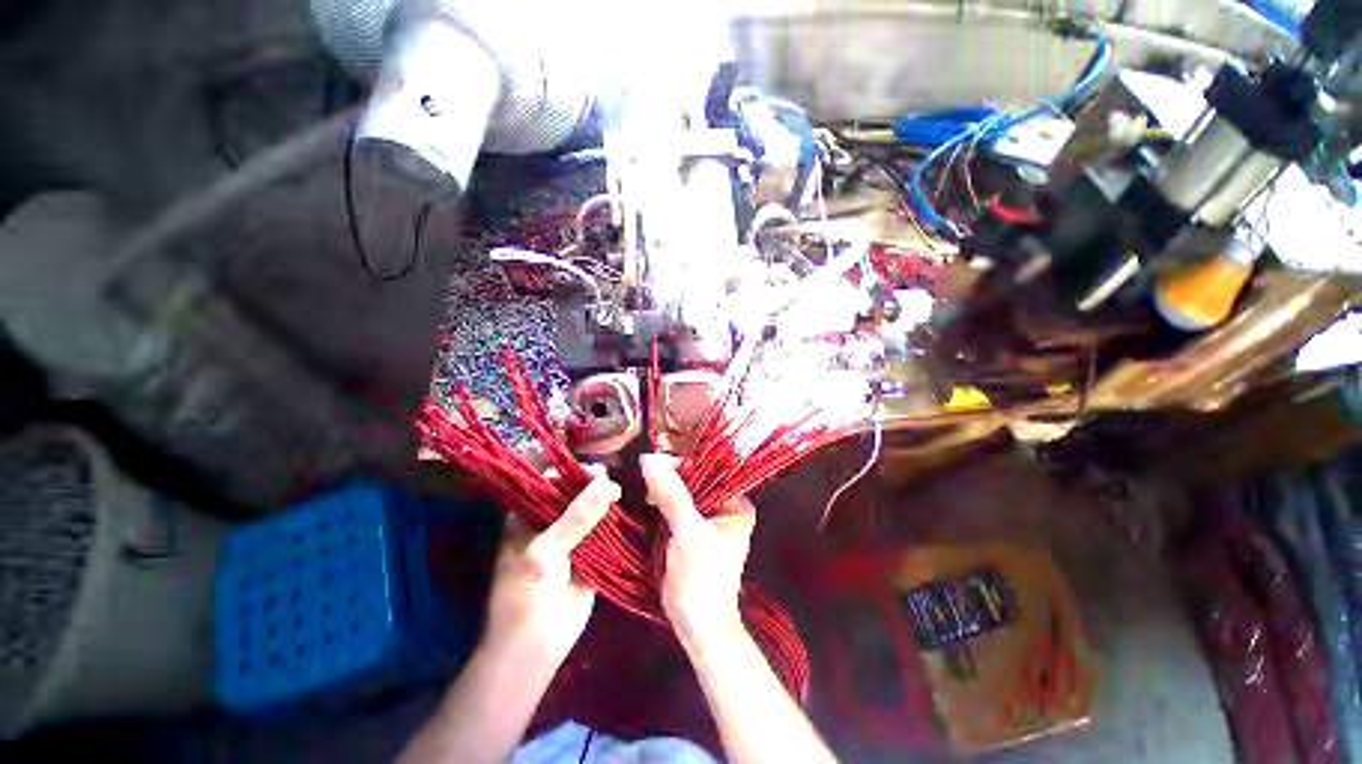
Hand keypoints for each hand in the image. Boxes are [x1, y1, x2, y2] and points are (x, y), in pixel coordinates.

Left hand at [483, 468, 619, 666]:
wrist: (535, 649)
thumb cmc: (525, 596)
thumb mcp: (546, 552)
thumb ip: (577, 516)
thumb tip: (608, 482)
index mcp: (529, 514)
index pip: (551, 481)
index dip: (572, 470)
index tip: (598, 466)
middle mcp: (551, 520)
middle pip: (576, 493)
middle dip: (596, 484)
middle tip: (618, 480)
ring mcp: (573, 535)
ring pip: (593, 510)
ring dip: (609, 502)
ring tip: (628, 492)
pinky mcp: (593, 551)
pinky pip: (606, 530)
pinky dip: (618, 522)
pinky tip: (633, 510)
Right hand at [641, 454, 755, 651]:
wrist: (697, 626)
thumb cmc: (702, 580)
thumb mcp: (688, 533)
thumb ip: (671, 495)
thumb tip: (649, 459)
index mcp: (736, 503)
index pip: (709, 469)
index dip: (682, 463)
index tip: (655, 464)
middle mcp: (725, 505)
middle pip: (695, 478)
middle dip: (671, 476)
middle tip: (647, 478)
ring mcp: (707, 517)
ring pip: (683, 491)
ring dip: (664, 488)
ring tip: (646, 491)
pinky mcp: (691, 528)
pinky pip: (675, 504)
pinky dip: (661, 501)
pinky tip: (648, 500)